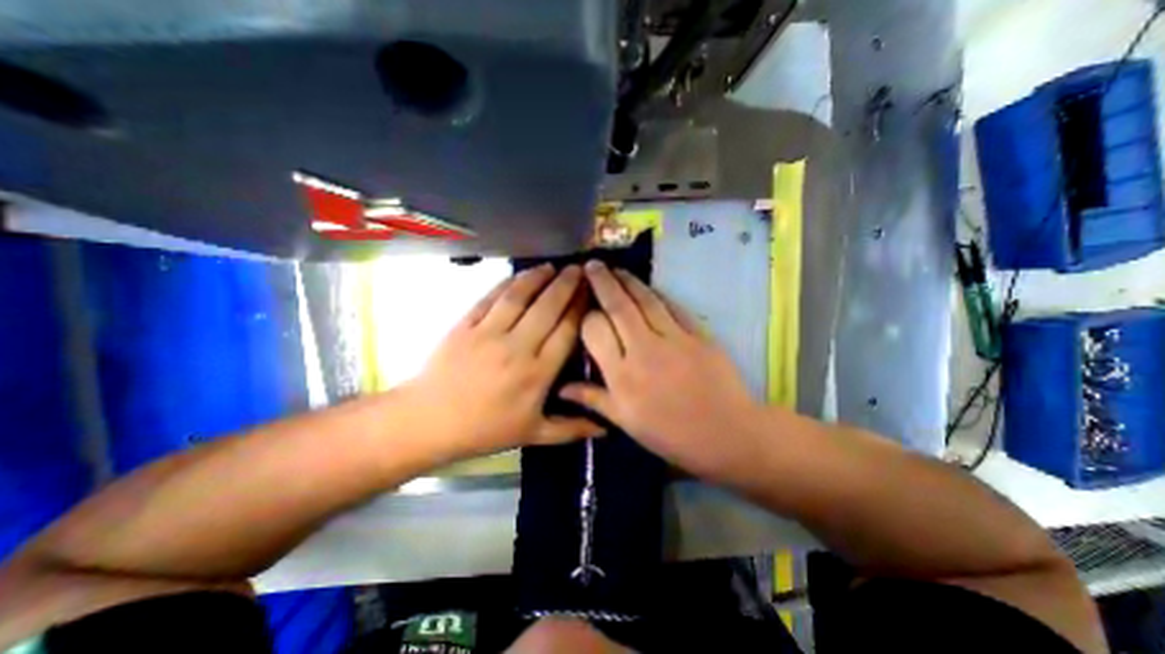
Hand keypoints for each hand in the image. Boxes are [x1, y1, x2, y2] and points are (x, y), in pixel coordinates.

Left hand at [401, 261, 598, 458]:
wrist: (430, 421)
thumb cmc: (486, 429)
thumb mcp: (533, 434)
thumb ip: (571, 429)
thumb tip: (606, 428)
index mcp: (537, 373)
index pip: (566, 330)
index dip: (581, 307)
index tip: (591, 291)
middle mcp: (517, 347)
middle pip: (548, 308)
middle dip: (567, 285)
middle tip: (579, 269)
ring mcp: (489, 332)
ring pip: (519, 297)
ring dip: (538, 278)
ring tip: (552, 266)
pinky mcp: (466, 324)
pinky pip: (491, 298)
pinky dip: (507, 283)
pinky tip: (519, 275)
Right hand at [563, 260, 770, 480]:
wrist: (726, 434)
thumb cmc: (670, 434)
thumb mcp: (626, 422)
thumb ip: (593, 399)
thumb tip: (561, 388)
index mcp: (622, 376)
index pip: (595, 330)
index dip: (586, 314)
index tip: (582, 303)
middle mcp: (643, 350)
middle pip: (618, 307)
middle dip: (602, 282)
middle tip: (592, 265)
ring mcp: (673, 338)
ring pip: (645, 300)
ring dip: (628, 281)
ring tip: (616, 269)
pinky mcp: (697, 334)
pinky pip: (673, 307)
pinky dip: (658, 294)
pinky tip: (649, 287)